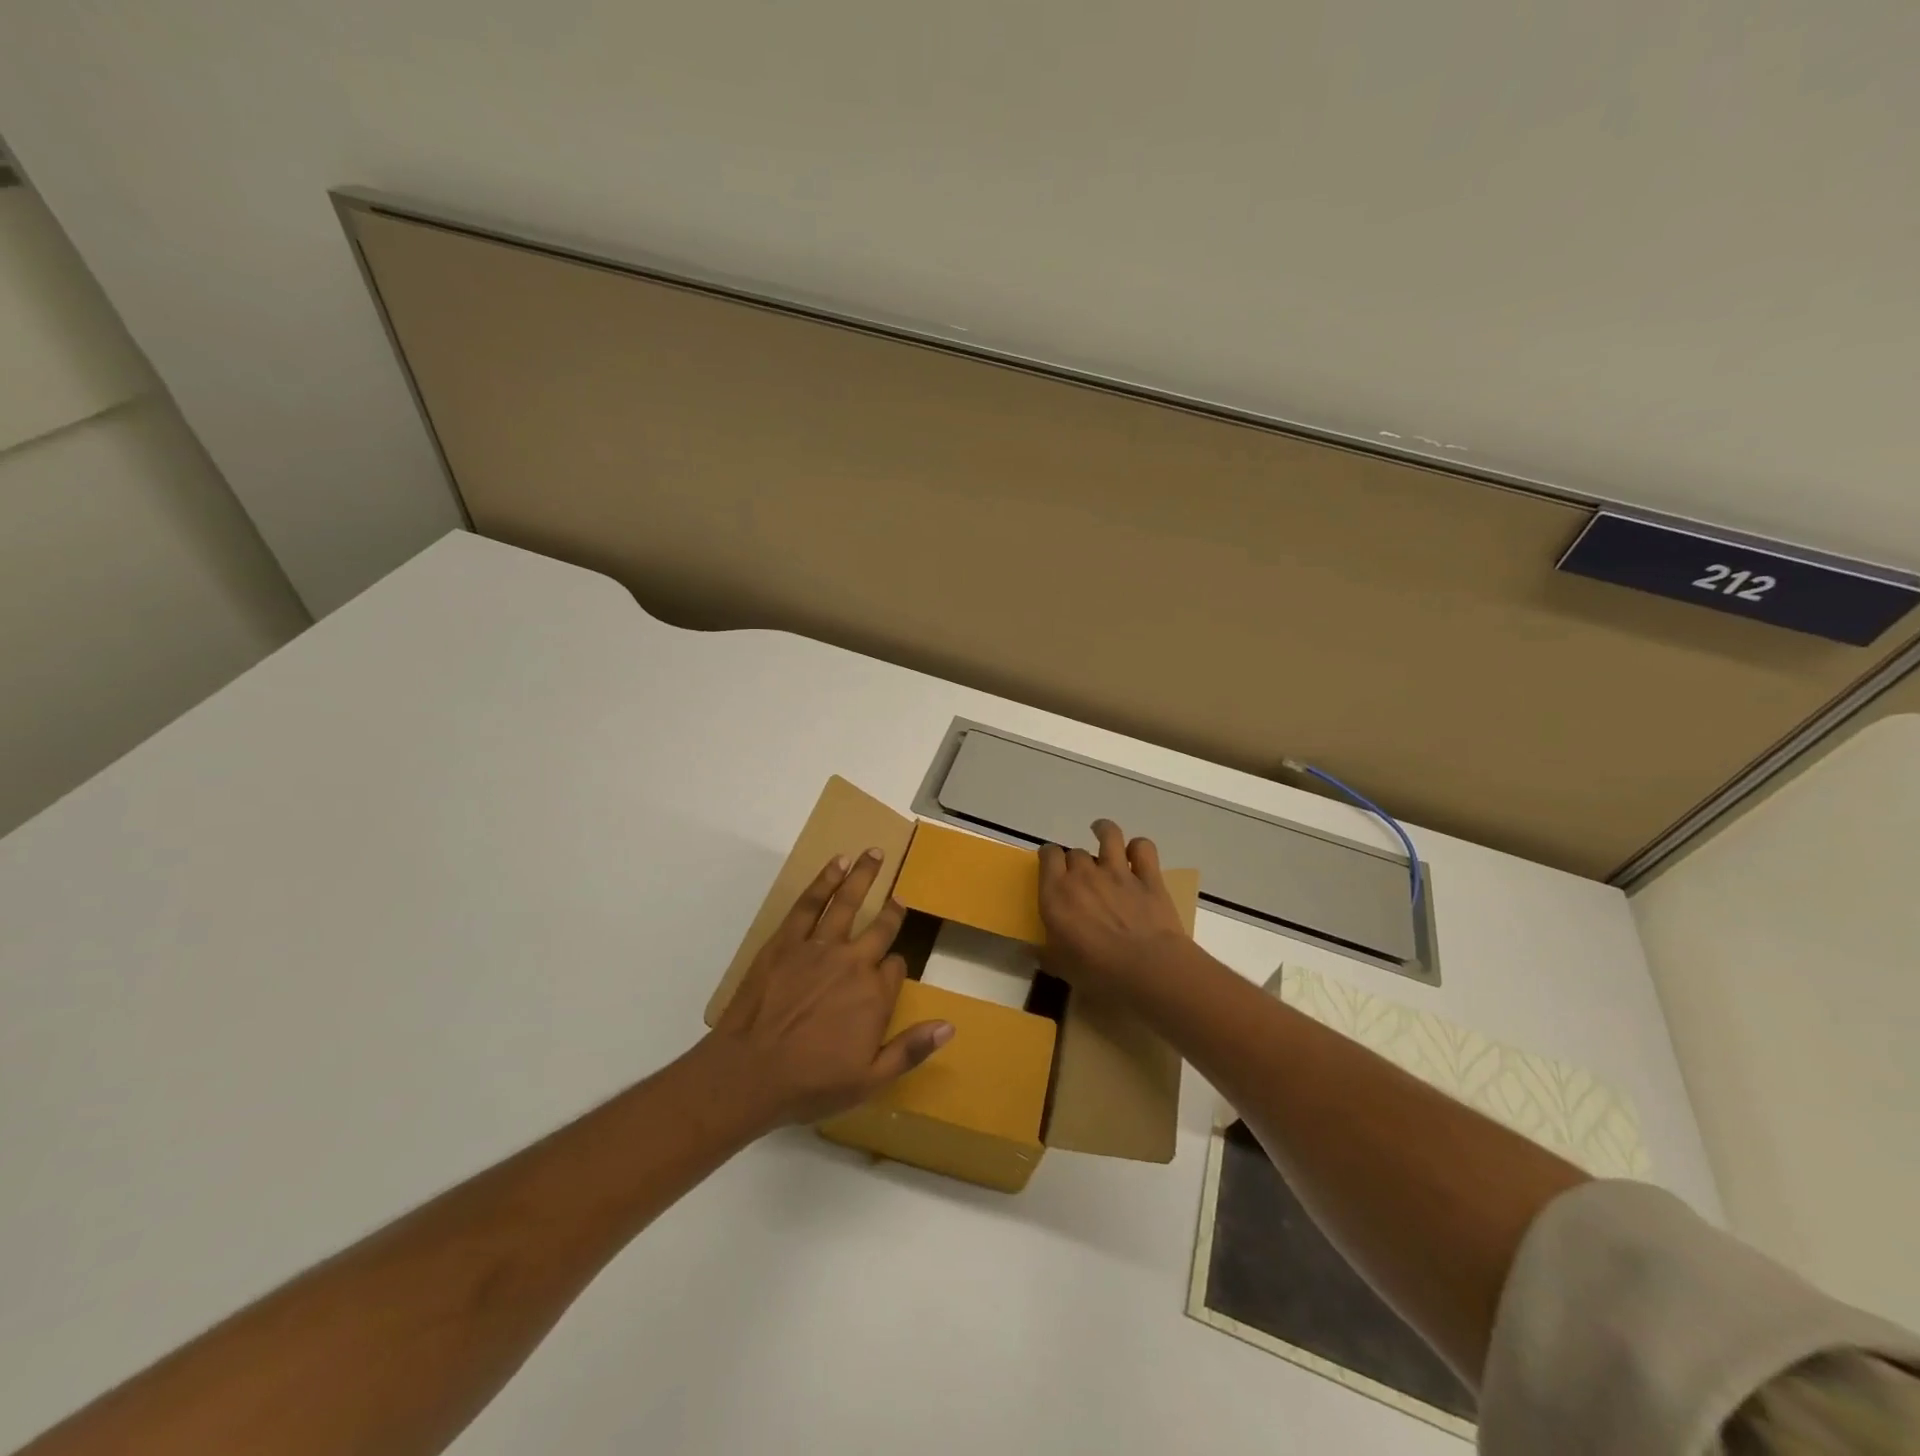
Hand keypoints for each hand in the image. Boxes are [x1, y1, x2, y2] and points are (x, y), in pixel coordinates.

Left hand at [707, 849, 953, 1127]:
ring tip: (874, 853)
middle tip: (899, 896)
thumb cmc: (811, 1082)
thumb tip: (949, 1026)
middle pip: (880, 927)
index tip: (890, 974)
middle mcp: (853, 962)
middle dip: (893, 910)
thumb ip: (911, 1049)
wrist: (748, 1073)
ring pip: (848, 902)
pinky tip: (836, 864)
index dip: (894, 970)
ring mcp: (819, 946)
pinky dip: (825, 881)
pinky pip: (810, 903)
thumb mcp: (870, 1080)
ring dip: (864, 876)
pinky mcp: (787, 940)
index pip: (896, 968)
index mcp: (874, 994)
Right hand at [1039, 819, 1188, 992]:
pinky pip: (1143, 848)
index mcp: (1056, 893)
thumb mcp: (1060, 966)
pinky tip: (1136, 852)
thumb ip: (1043, 953)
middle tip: (1080, 876)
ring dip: (1103, 831)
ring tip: (1100, 831)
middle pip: (1075, 852)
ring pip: (1108, 836)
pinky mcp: (1148, 877)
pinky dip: (1139, 847)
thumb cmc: (1097, 972)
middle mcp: (1084, 875)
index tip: (1050, 864)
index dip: (1048, 856)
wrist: (1147, 968)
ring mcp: (1118, 872)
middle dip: (1075, 860)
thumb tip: (1028, 951)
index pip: (1047, 856)